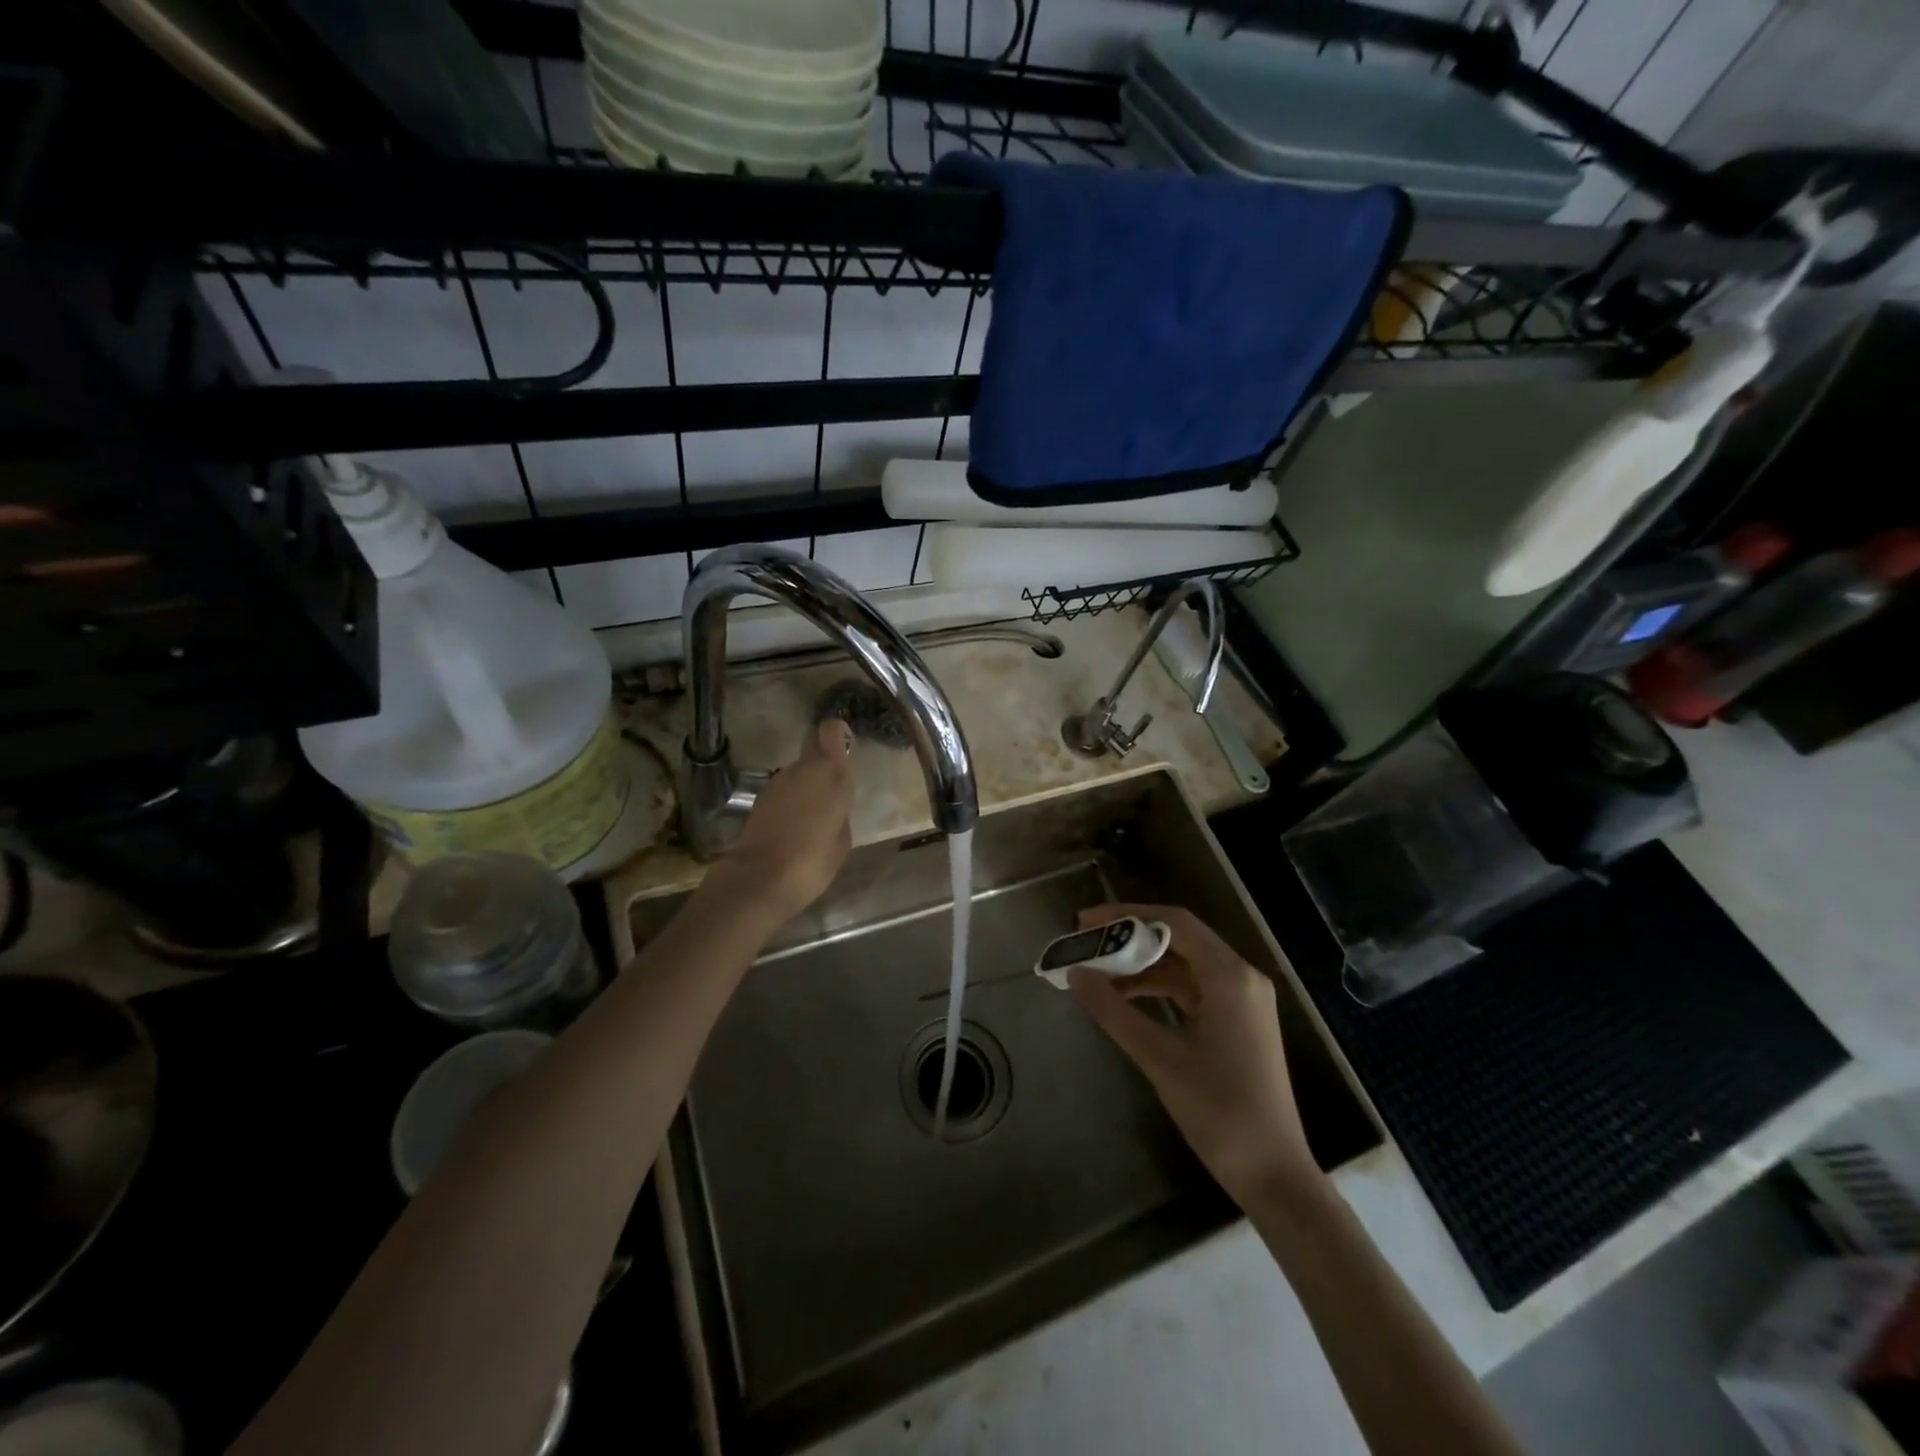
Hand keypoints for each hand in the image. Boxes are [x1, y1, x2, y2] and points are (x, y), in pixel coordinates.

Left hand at [717, 719, 854, 922]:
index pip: (831, 730)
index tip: (845, 745)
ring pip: (798, 770)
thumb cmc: (813, 860)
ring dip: (806, 783)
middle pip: (813, 744)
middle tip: (831, 784)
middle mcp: (804, 769)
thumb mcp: (842, 840)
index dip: (838, 732)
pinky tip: (793, 826)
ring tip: (812, 816)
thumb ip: (840, 812)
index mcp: (832, 774)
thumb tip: (832, 807)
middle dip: (822, 756)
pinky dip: (790, 800)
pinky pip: (784, 789)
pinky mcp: (760, 797)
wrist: (762, 878)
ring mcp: (778, 781)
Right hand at [1068, 904, 1318, 1203]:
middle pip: (1179, 938)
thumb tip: (1074, 973)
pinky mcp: (1239, 1020)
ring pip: (1184, 963)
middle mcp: (1241, 976)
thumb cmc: (1219, 1111)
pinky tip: (1126, 997)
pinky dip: (1159, 987)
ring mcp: (1243, 999)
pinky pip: (1193, 987)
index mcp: (1230, 977)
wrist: (1273, 1174)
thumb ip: (1113, 1011)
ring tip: (1097, 971)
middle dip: (1130, 938)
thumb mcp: (1159, 1058)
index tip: (1086, 922)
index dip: (1126, 915)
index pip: (1174, 922)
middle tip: (1087, 943)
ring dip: (1142, 965)